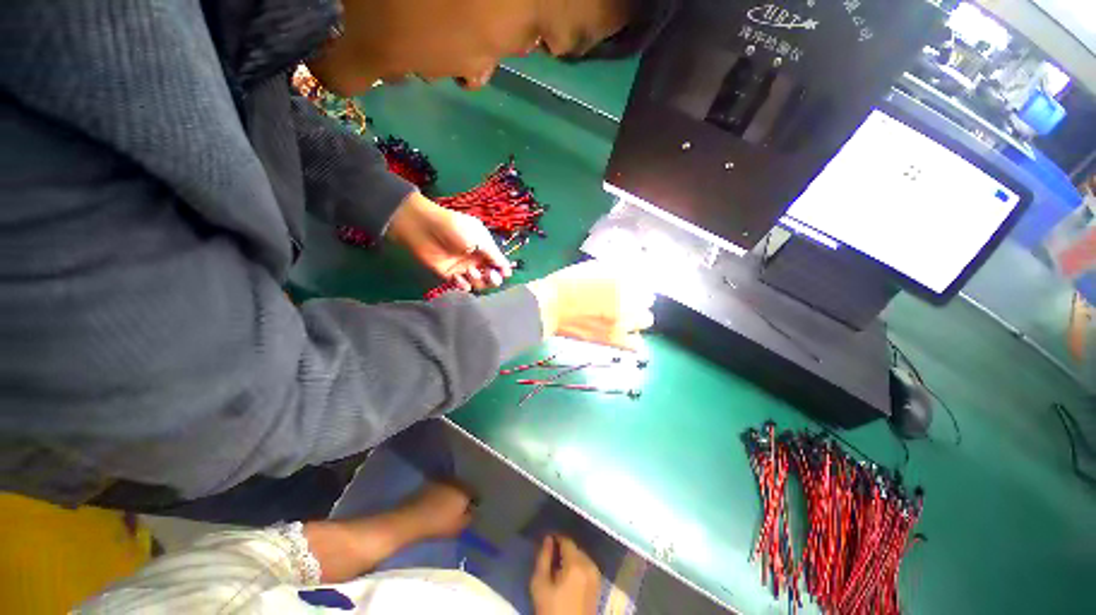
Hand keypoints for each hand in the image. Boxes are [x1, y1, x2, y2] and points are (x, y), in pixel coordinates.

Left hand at [387, 192, 510, 291]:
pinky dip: (463, 285)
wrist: (424, 229)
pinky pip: (462, 285)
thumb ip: (495, 256)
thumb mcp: (481, 239)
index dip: (502, 270)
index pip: (498, 263)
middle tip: (489, 275)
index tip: (505, 274)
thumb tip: (508, 271)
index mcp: (485, 248)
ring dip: (478, 280)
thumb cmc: (456, 229)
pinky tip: (460, 279)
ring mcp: (463, 267)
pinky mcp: (449, 275)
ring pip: (478, 283)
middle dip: (493, 278)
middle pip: (490, 276)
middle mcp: (476, 259)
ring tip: (471, 272)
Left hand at [398, 481, 474, 540]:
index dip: (475, 502)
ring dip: (452, 493)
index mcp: (465, 489)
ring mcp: (442, 480)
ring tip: (449, 505)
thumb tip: (474, 512)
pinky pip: (441, 487)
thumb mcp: (458, 526)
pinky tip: (438, 503)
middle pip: (464, 487)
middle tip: (461, 507)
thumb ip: (469, 518)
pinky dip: (442, 493)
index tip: (473, 510)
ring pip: (452, 486)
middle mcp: (456, 480)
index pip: (475, 493)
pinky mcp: (430, 482)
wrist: (411, 518)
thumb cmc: (438, 524)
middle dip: (464, 495)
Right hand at [526, 261, 655, 350]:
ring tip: (625, 315)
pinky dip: (633, 339)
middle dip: (640, 296)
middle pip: (649, 300)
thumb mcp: (594, 267)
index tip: (631, 283)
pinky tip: (624, 332)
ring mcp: (621, 323)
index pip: (646, 281)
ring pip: (646, 320)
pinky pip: (636, 345)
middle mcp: (626, 302)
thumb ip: (617, 271)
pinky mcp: (613, 340)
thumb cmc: (567, 283)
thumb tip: (631, 275)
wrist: (549, 307)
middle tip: (627, 297)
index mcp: (621, 281)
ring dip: (638, 315)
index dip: (637, 281)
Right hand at [530, 535, 601, 614]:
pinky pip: (586, 567)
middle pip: (575, 548)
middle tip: (550, 558)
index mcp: (576, 564)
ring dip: (570, 559)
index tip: (546, 541)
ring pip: (581, 557)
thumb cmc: (552, 611)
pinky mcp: (598, 586)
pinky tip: (567, 578)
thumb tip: (547, 539)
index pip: (566, 540)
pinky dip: (577, 567)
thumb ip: (543, 559)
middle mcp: (590, 566)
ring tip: (557, 569)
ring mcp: (596, 576)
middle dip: (563, 550)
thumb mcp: (540, 586)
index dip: (555, 538)